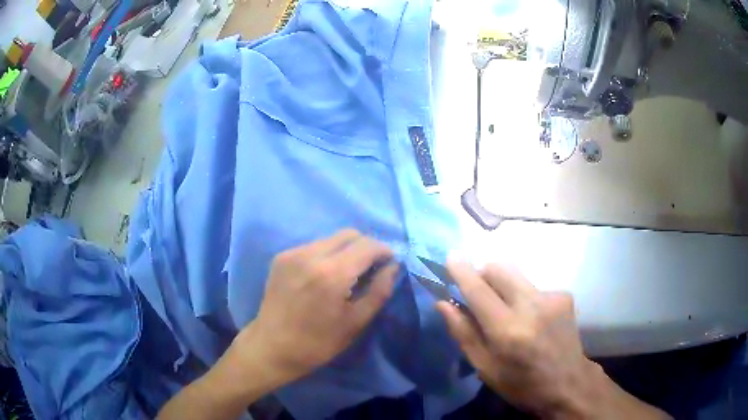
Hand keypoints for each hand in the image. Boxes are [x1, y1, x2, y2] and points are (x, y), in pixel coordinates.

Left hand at [230, 230, 397, 386]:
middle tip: (370, 268)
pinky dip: (326, 255)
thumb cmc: (318, 343)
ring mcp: (292, 253)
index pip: (367, 245)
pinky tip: (323, 276)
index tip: (389, 264)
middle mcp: (311, 255)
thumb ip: (379, 291)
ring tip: (346, 273)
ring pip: (330, 238)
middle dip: (366, 246)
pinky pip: (313, 246)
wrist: (271, 348)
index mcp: (332, 273)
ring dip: (345, 250)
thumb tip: (393, 267)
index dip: (383, 250)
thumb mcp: (355, 322)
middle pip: (349, 234)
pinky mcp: (281, 257)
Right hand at [437, 261, 669, 418]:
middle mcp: (533, 304)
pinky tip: (533, 319)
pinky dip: (526, 295)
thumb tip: (447, 305)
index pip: (478, 285)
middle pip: (502, 268)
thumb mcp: (486, 371)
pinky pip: (537, 286)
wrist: (571, 388)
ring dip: (507, 284)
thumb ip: (465, 335)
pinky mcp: (566, 296)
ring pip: (521, 274)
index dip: (461, 268)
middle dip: (485, 269)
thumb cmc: (523, 388)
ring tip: (509, 311)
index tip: (449, 255)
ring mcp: (554, 297)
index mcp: (509, 328)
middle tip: (476, 283)